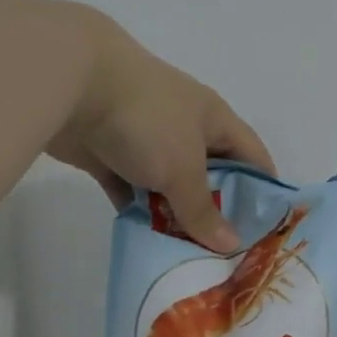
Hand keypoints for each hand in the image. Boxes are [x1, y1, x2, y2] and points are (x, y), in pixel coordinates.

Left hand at [46, 17, 272, 252]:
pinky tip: (149, 241)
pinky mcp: (110, 152)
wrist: (68, 82)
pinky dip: (141, 212)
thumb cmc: (147, 120)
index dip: (264, 189)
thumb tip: (230, 246)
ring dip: (177, 215)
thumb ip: (204, 211)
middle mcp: (185, 128)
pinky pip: (133, 189)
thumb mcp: (184, 170)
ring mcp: (146, 139)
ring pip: (170, 185)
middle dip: (220, 210)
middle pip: (212, 175)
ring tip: (191, 255)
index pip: (253, 156)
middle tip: (229, 251)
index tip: (269, 228)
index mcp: (214, 120)